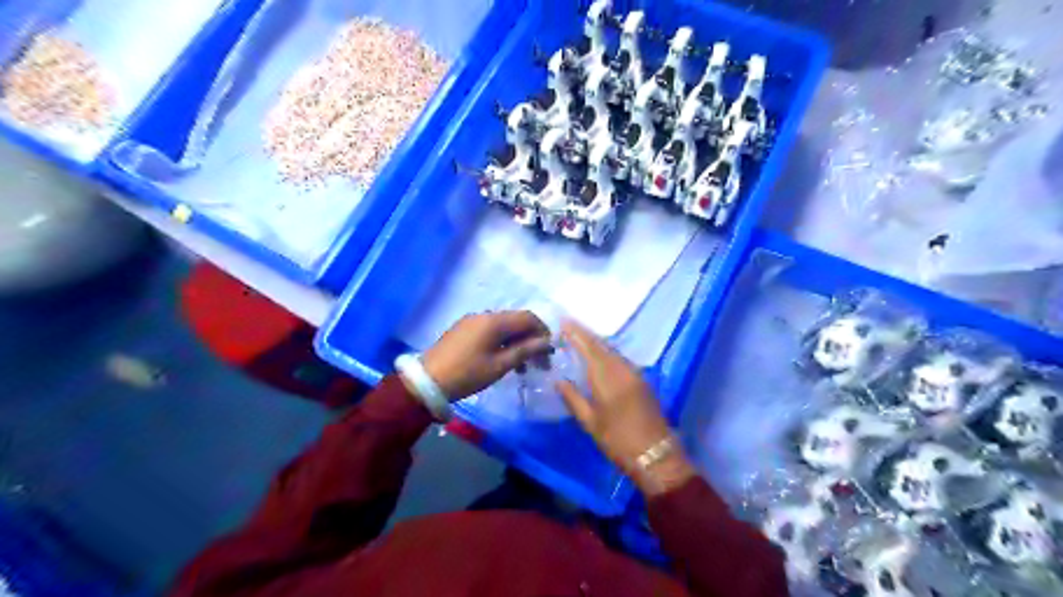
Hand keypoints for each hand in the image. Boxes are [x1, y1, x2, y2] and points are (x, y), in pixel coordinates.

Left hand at [423, 312, 555, 401]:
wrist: (427, 381)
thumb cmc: (467, 374)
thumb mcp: (500, 366)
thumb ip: (525, 351)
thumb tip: (547, 342)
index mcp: (494, 321)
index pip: (528, 317)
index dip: (543, 332)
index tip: (549, 352)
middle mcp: (484, 315)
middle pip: (516, 321)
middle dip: (531, 339)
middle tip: (539, 362)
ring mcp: (472, 321)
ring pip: (503, 327)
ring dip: (516, 343)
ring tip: (522, 367)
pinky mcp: (463, 330)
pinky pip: (490, 331)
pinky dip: (502, 343)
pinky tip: (503, 361)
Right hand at [557, 322, 699, 494]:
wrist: (655, 454)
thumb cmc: (618, 441)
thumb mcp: (590, 422)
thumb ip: (573, 398)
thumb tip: (559, 381)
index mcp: (606, 377)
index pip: (589, 348)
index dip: (576, 334)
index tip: (563, 322)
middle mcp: (622, 369)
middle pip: (602, 345)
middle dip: (585, 334)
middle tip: (570, 325)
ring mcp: (635, 373)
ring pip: (612, 350)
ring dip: (597, 342)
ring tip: (581, 336)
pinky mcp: (642, 380)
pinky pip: (621, 358)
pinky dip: (607, 352)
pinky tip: (600, 354)